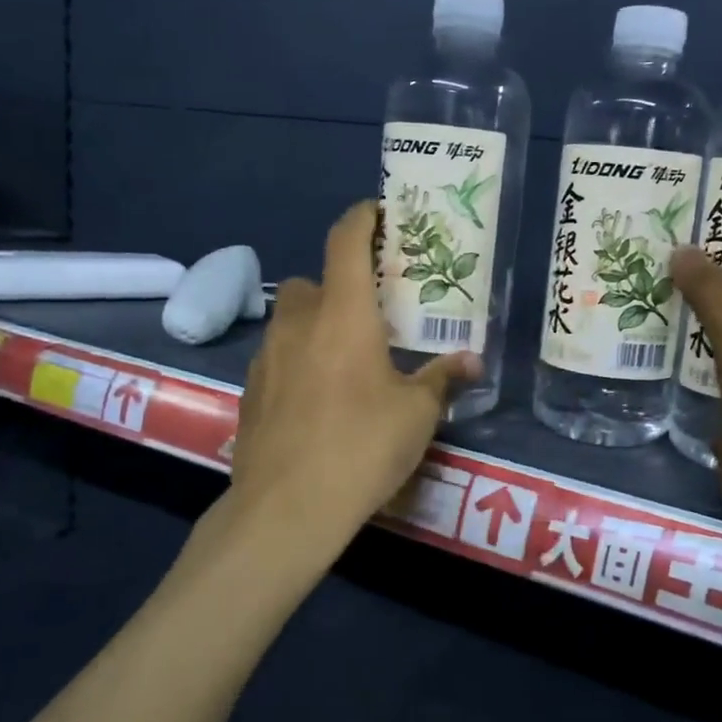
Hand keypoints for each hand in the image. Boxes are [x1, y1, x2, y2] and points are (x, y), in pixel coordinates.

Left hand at [229, 201, 478, 551]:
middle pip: (312, 281)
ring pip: (291, 321)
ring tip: (346, 362)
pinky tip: (318, 401)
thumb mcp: (417, 414)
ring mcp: (266, 357)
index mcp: (343, 314)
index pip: (345, 241)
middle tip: (370, 316)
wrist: (287, 509)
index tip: (378, 213)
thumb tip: (472, 361)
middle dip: (338, 287)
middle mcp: (298, 323)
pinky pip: (278, 358)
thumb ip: (443, 379)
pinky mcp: (250, 391)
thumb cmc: (361, 447)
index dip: (361, 217)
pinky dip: (298, 362)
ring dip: (316, 326)